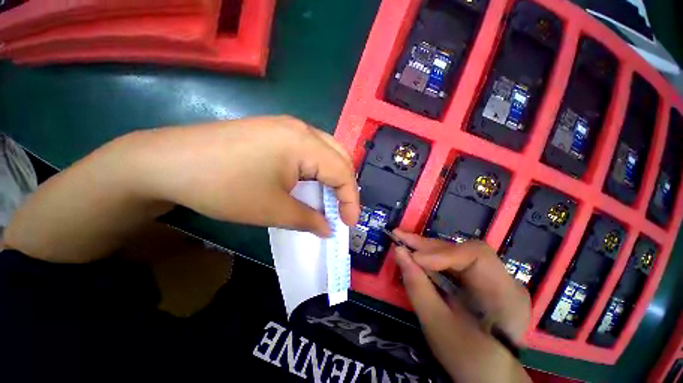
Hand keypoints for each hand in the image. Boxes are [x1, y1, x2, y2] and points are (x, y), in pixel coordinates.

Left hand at [126, 115, 359, 236]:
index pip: (343, 172)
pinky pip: (309, 149)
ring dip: (331, 176)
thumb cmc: (223, 187)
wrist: (166, 162)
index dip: (351, 200)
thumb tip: (328, 229)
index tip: (349, 224)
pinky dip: (316, 169)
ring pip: (326, 151)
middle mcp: (301, 128)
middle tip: (341, 209)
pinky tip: (308, 183)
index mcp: (304, 142)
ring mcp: (286, 126)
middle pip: (339, 157)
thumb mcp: (272, 210)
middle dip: (345, 186)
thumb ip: (308, 220)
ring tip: (327, 199)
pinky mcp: (274, 130)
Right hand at [392, 230, 530, 382]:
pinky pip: (454, 263)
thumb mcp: (438, 327)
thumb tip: (398, 252)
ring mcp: (493, 278)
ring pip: (456, 253)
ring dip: (427, 249)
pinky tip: (416, 255)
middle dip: (428, 246)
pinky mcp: (480, 280)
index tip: (414, 258)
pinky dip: (432, 259)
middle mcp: (504, 279)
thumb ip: (418, 287)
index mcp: (506, 294)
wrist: (490, 377)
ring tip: (403, 242)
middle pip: (463, 250)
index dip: (443, 253)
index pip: (477, 255)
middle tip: (399, 237)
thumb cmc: (468, 360)